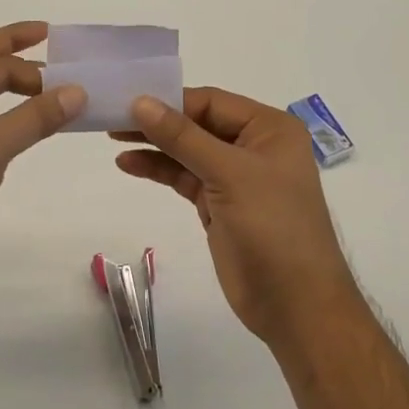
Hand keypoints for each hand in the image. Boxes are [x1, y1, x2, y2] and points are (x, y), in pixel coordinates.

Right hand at [114, 88, 358, 347]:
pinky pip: (184, 177)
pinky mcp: (219, 205)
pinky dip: (158, 169)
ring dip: (154, 145)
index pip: (212, 102)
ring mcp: (236, 177)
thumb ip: (183, 137)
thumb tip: (141, 102)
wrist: (296, 307)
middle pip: (198, 124)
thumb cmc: (273, 227)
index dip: (171, 101)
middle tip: (114, 117)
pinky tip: (129, 164)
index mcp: (269, 128)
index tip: (129, 100)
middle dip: (159, 122)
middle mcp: (254, 146)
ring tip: (113, 138)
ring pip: (187, 150)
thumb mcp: (229, 174)